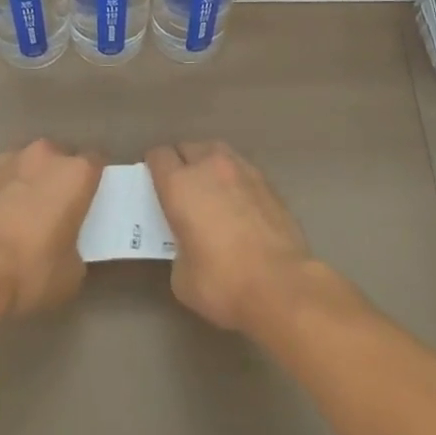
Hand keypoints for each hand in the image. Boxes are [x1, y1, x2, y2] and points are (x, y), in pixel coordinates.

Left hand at [0, 140, 101, 317]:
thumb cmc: (31, 269)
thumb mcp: (72, 273)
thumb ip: (79, 247)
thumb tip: (70, 246)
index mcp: (77, 172)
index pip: (98, 162)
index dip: (98, 180)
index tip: (94, 200)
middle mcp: (48, 154)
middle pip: (64, 158)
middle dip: (64, 177)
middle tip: (62, 208)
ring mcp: (12, 158)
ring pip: (33, 163)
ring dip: (35, 179)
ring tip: (29, 211)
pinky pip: (7, 175)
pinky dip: (9, 188)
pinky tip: (5, 215)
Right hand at [146, 141, 320, 336]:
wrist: (282, 286)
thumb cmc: (223, 283)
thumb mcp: (182, 276)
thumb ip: (178, 248)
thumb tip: (189, 243)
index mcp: (180, 185)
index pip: (158, 156)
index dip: (153, 167)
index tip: (153, 184)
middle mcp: (210, 167)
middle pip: (187, 148)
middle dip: (180, 163)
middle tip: (181, 191)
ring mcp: (242, 170)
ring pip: (217, 152)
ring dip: (208, 165)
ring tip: (210, 191)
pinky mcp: (268, 182)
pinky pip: (241, 169)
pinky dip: (234, 179)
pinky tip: (238, 203)